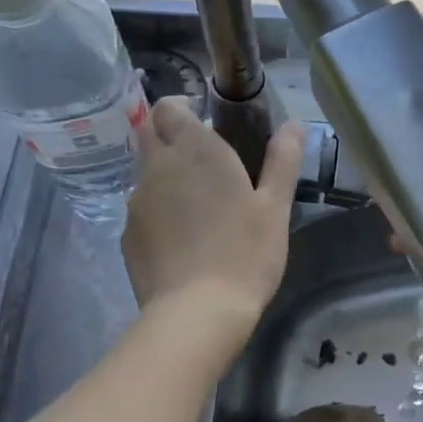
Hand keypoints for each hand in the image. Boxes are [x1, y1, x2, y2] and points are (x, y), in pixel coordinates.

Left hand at [123, 99, 303, 343]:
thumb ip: (283, 161)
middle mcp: (158, 168)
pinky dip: (159, 212)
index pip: (169, 108)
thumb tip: (294, 125)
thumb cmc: (245, 253)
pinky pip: (142, 210)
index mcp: (196, 151)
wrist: (196, 313)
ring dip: (166, 177)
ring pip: (146, 174)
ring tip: (198, 207)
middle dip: (170, 138)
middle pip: (150, 135)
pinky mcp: (128, 235)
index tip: (203, 122)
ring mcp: (137, 202)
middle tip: (205, 163)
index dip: (182, 109)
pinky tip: (183, 240)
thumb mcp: (275, 207)